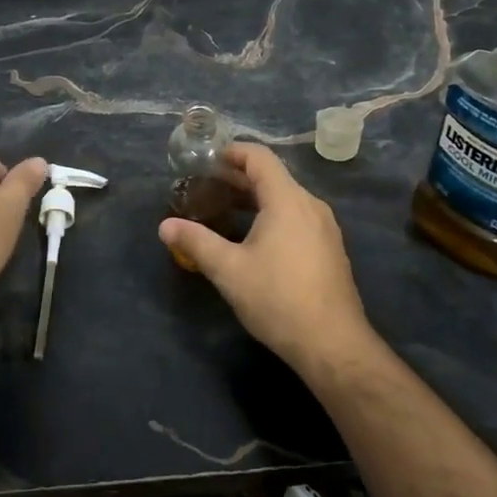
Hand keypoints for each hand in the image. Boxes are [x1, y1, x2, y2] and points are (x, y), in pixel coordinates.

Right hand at [158, 144, 377, 371]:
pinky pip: (298, 217)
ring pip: (287, 198)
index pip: (260, 158)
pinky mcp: (329, 248)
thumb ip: (196, 242)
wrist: (332, 343)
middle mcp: (310, 205)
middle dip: (239, 177)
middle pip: (273, 176)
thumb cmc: (277, 299)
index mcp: (287, 200)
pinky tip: (255, 238)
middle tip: (207, 186)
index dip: (233, 152)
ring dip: (256, 197)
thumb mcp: (228, 270)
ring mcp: (324, 227)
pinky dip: (273, 214)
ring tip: (226, 209)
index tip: (207, 160)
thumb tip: (164, 225)